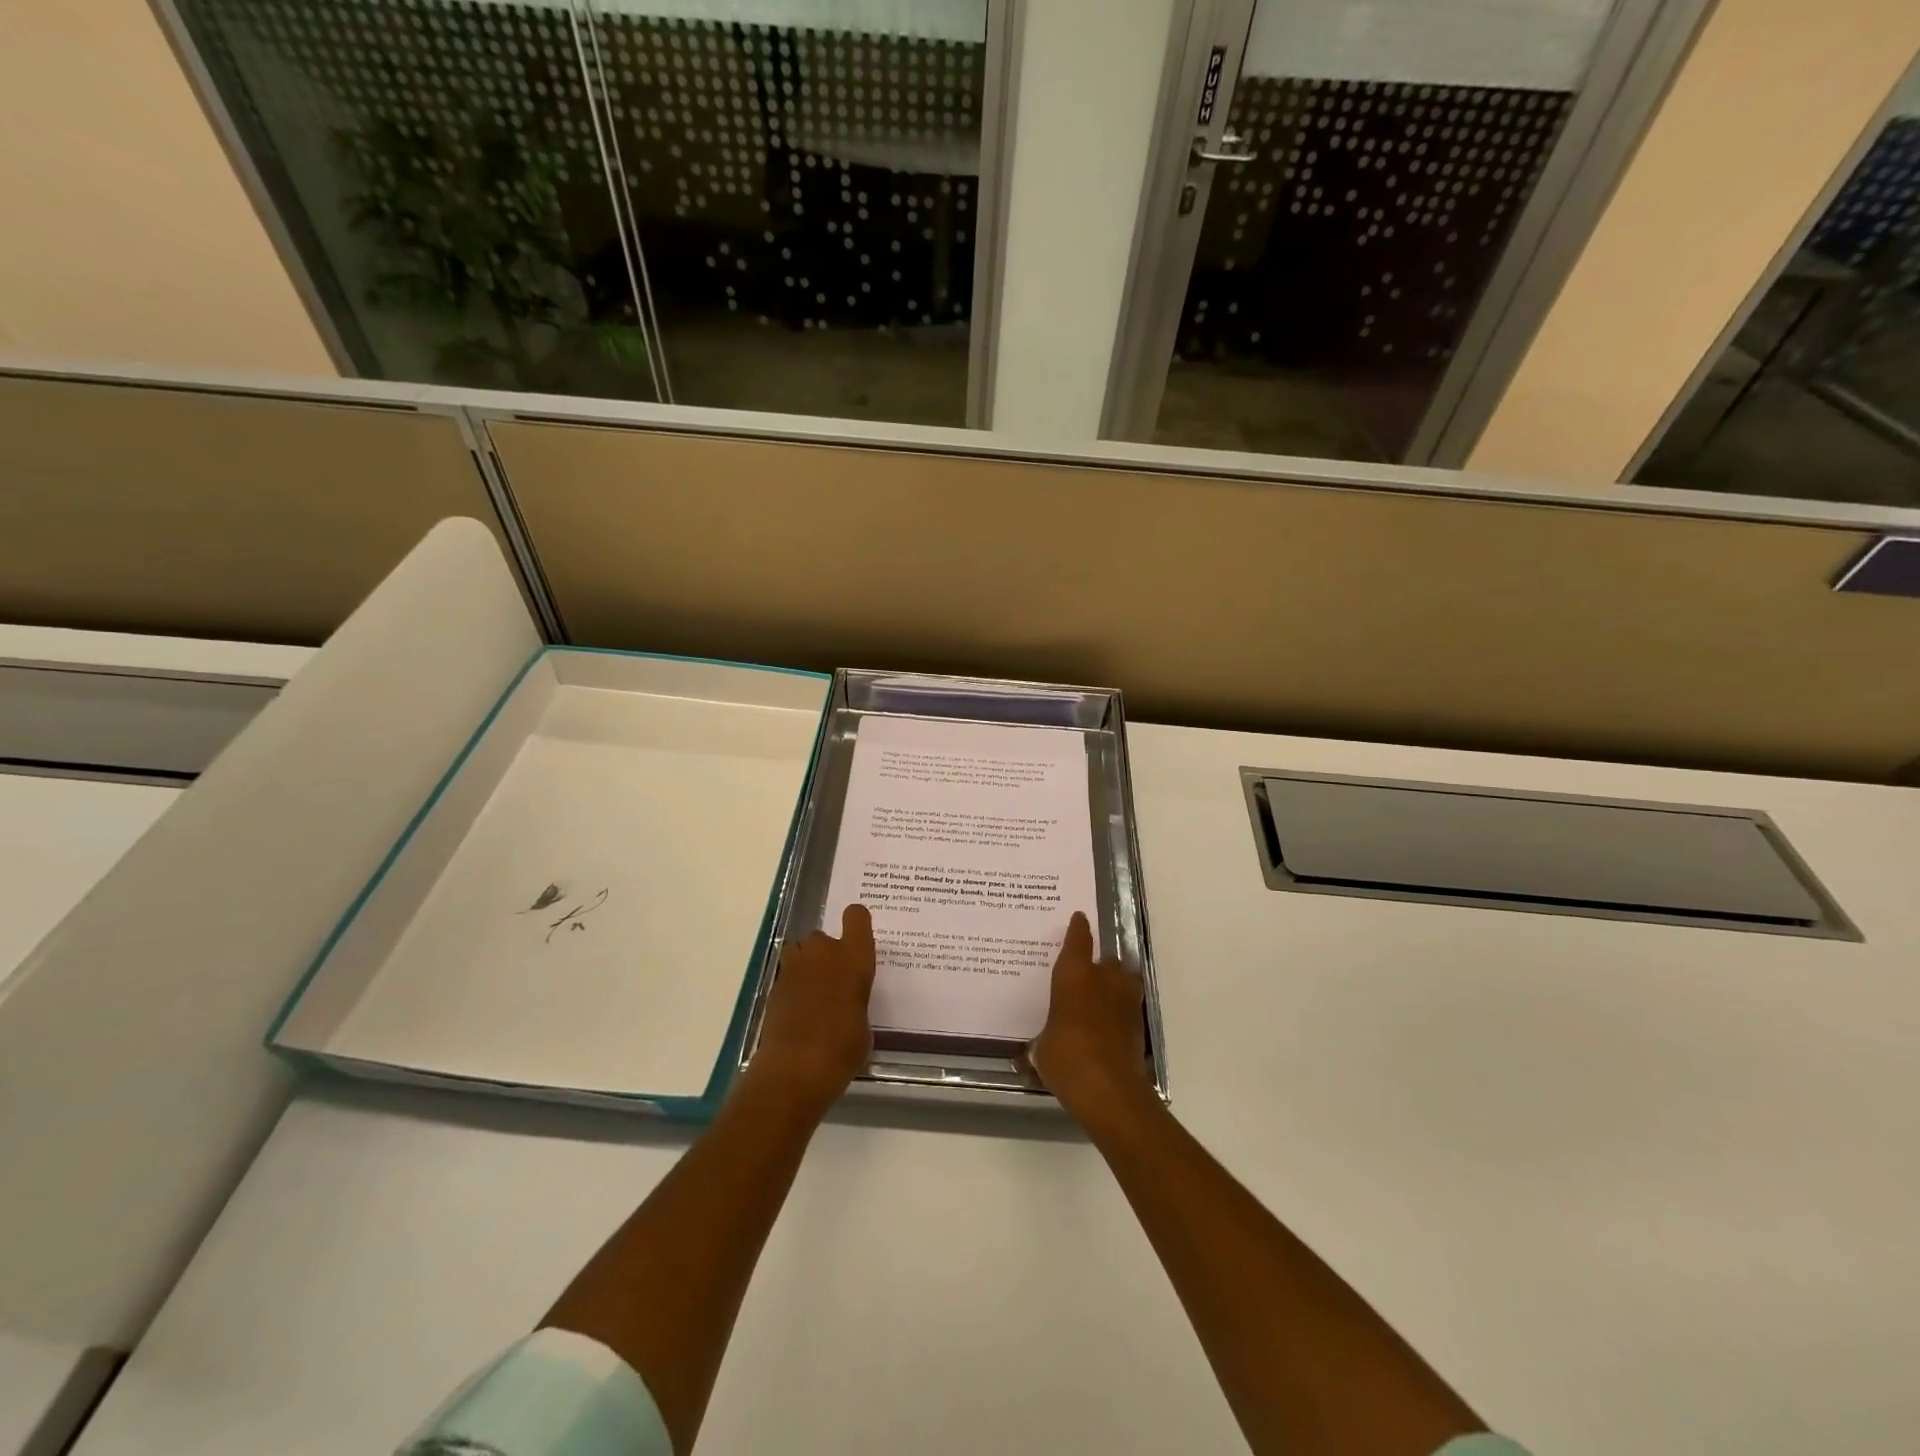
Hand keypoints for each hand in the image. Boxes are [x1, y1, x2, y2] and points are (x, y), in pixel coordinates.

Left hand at [747, 903, 876, 1111]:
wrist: (796, 1067)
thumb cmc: (843, 1047)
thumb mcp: (864, 1024)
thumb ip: (856, 1002)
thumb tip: (847, 1005)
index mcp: (854, 957)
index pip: (856, 917)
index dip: (856, 922)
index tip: (858, 937)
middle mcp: (824, 953)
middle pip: (823, 936)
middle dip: (826, 952)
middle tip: (834, 980)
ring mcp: (794, 967)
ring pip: (799, 950)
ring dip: (806, 964)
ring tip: (814, 992)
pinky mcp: (773, 986)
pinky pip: (787, 974)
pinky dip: (792, 986)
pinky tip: (799, 1012)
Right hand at [1028, 912, 1153, 1122]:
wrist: (1109, 1088)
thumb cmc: (1066, 1057)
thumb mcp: (1042, 1047)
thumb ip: (1042, 1038)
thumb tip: (1032, 1049)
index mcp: (1074, 975)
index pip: (1078, 940)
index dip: (1078, 928)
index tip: (1079, 918)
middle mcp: (1103, 979)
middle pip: (1106, 959)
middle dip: (1098, 964)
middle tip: (1086, 973)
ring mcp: (1125, 1000)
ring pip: (1124, 978)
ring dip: (1116, 982)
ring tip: (1104, 994)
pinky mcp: (1138, 1024)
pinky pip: (1129, 1005)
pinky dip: (1121, 1009)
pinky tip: (1110, 1022)